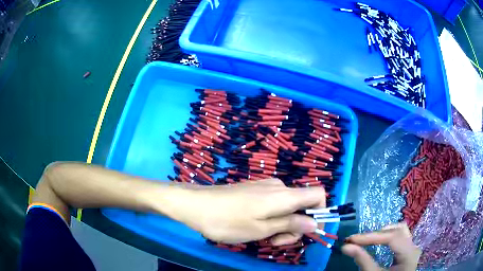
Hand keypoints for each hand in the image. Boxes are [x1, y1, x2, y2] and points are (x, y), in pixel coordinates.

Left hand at [167, 179, 324, 244]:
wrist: (195, 204)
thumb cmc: (228, 221)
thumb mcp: (262, 229)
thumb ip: (291, 224)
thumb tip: (316, 223)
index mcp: (285, 195)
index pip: (318, 194)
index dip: (321, 212)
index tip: (308, 232)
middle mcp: (279, 187)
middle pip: (302, 205)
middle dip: (295, 226)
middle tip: (276, 242)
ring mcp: (265, 187)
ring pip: (287, 207)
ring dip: (282, 224)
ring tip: (263, 238)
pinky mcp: (254, 191)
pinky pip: (273, 204)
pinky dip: (271, 218)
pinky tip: (254, 227)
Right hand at [342, 223, 420, 270]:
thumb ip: (363, 261)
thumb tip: (345, 246)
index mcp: (409, 255)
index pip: (392, 237)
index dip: (371, 236)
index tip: (351, 239)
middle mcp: (413, 247)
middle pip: (397, 231)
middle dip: (376, 234)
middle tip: (357, 240)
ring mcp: (412, 247)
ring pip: (400, 230)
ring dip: (383, 232)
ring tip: (368, 239)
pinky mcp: (408, 249)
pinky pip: (401, 235)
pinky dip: (388, 235)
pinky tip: (380, 241)